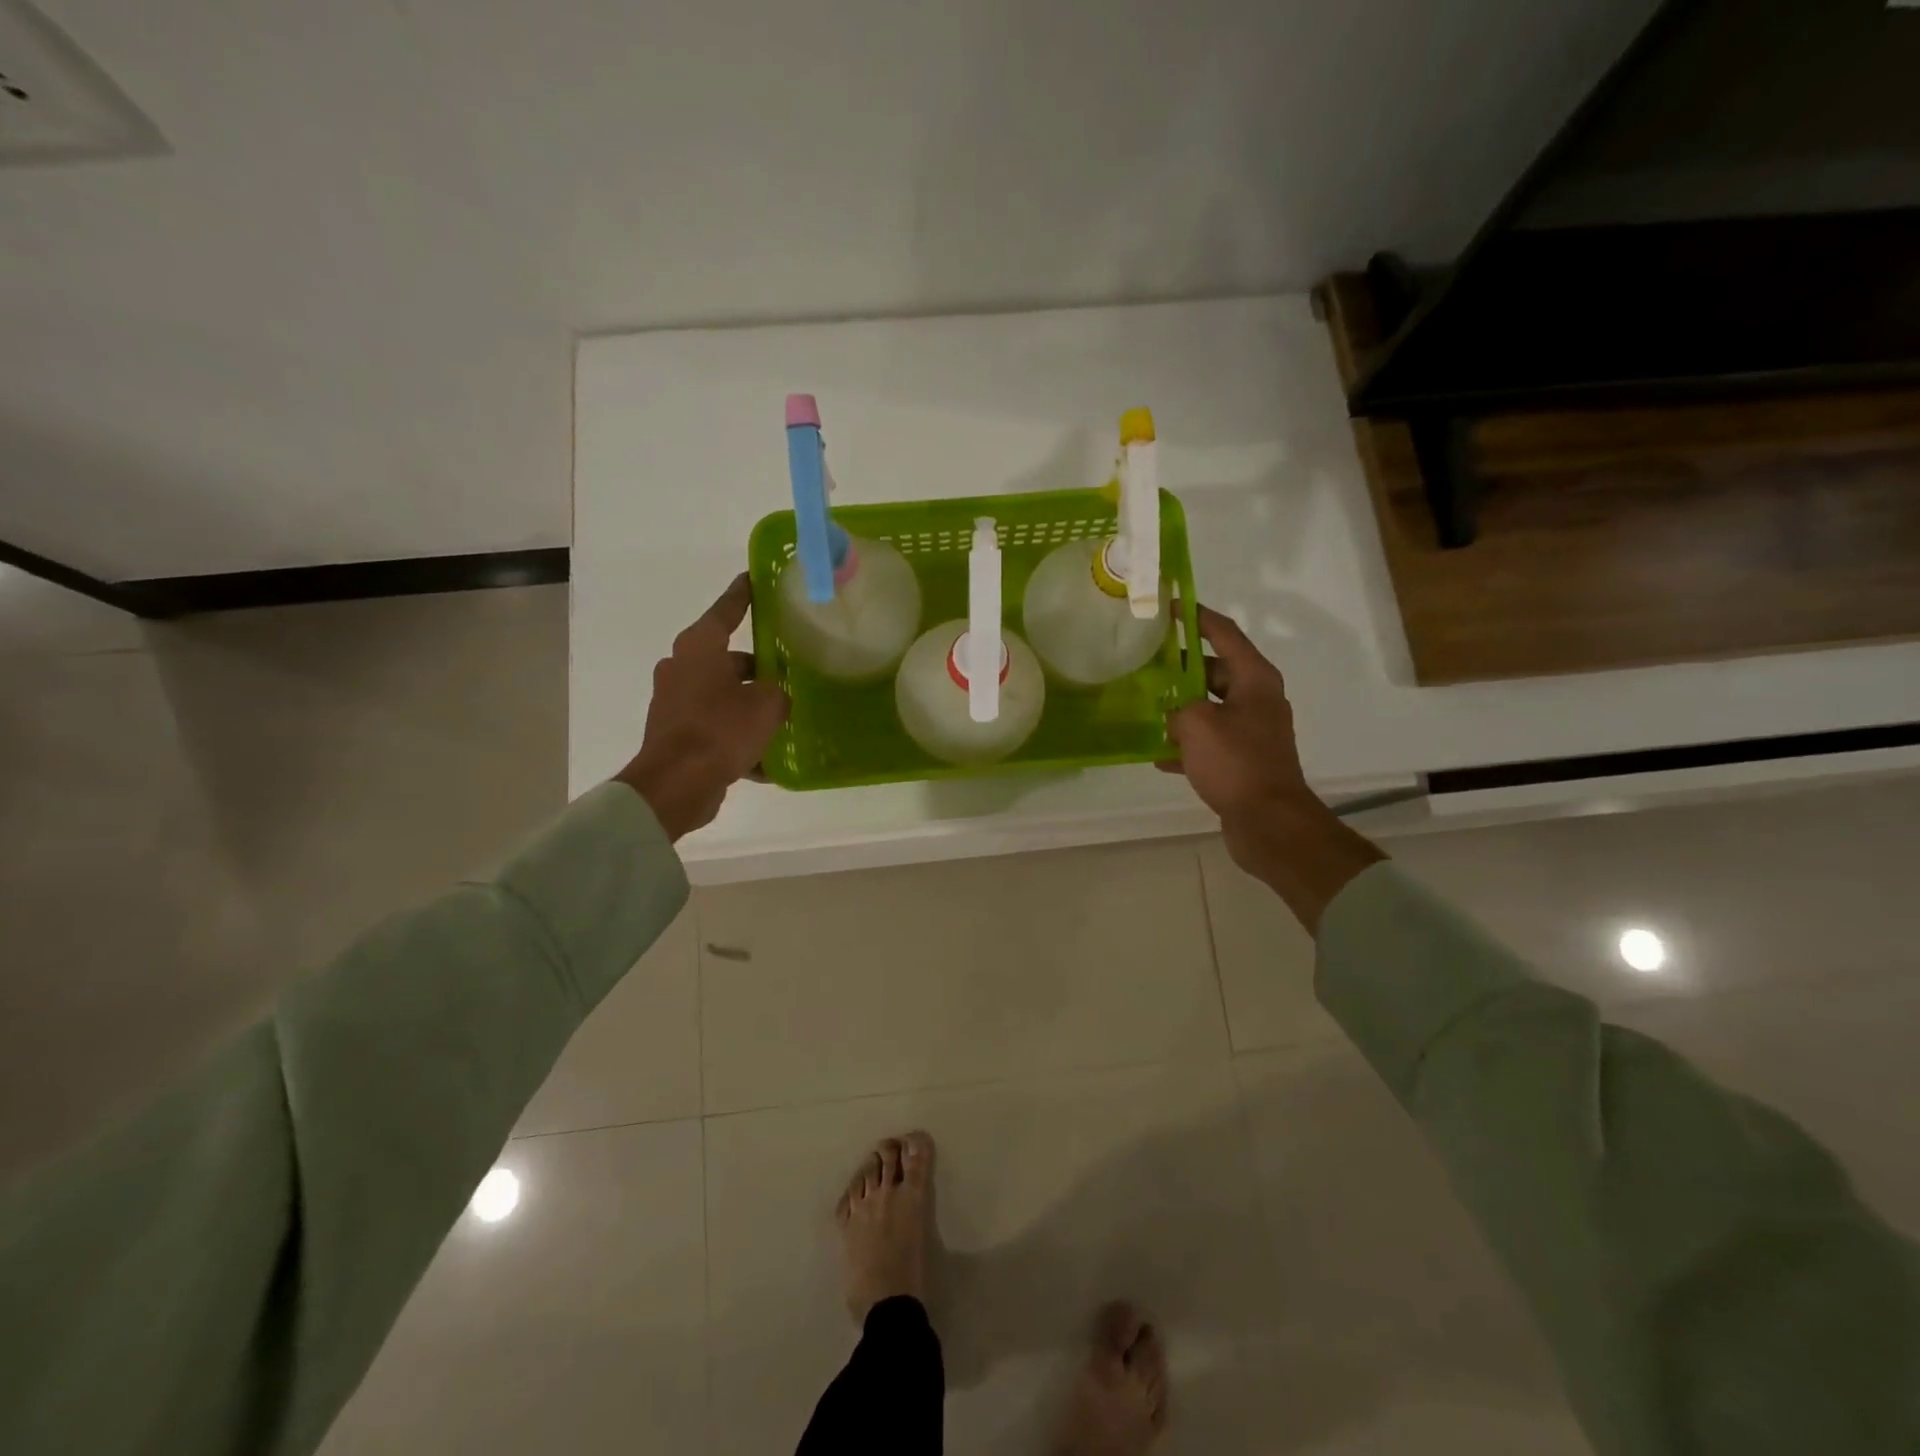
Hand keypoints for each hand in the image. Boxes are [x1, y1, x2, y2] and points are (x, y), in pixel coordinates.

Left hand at [615, 574, 787, 840]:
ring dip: (748, 705)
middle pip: (727, 658)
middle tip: (787, 671)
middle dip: (756, 667)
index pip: (726, 610)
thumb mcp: (766, 706)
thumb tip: (775, 697)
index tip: (753, 578)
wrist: (677, 784)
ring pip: (722, 695)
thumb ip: (778, 693)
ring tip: (782, 718)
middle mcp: (682, 667)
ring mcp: (675, 701)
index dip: (743, 594)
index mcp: (699, 648)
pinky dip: (737, 738)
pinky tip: (766, 760)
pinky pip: (715, 727)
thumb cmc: (721, 730)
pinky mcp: (676, 733)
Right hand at [1161, 604, 1382, 931]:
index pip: (1224, 634)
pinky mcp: (1243, 760)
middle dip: (1181, 667)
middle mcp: (1257, 700)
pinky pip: (1209, 742)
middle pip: (1215, 671)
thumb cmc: (1236, 762)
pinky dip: (1186, 744)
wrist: (1268, 822)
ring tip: (1146, 704)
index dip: (1197, 617)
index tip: (1170, 606)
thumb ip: (1178, 707)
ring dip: (1181, 707)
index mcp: (1255, 679)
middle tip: (1147, 662)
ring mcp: (1251, 732)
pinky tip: (1157, 754)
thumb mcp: (1197, 724)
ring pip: (1209, 707)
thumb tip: (1173, 714)